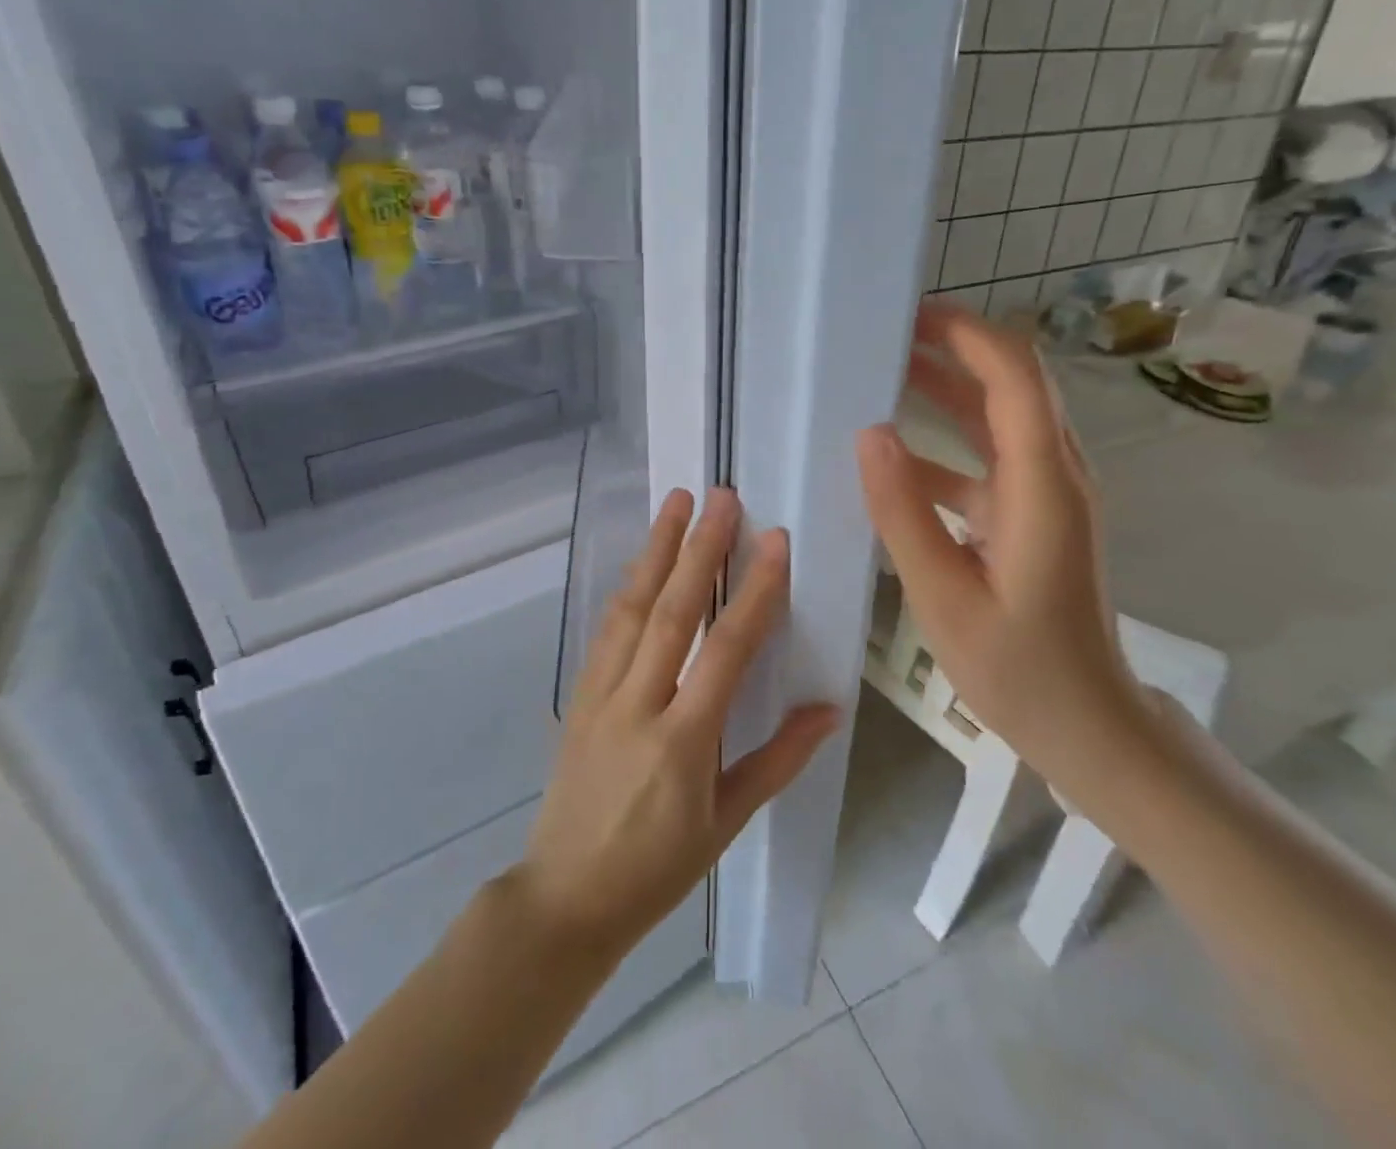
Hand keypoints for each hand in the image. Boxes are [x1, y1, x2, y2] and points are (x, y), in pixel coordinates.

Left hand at [515, 488, 839, 958]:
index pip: (725, 652)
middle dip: (699, 550)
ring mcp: (600, 696)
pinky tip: (641, 560)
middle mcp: (637, 706)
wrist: (565, 898)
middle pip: (672, 613)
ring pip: (631, 609)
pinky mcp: (577, 695)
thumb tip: (829, 708)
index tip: (773, 542)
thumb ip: (777, 760)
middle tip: (722, 497)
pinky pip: (607, 630)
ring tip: (677, 503)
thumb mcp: (726, 823)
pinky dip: (628, 588)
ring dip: (656, 551)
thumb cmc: (657, 869)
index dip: (753, 593)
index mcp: (682, 743)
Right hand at [855, 304, 1150, 802]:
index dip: (968, 335)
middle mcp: (1055, 476)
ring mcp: (1046, 497)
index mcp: (1043, 486)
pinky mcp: (1033, 518)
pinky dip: (943, 447)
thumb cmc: (1020, 671)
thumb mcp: (946, 598)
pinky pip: (987, 462)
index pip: (1015, 378)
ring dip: (946, 391)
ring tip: (880, 377)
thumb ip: (905, 514)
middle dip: (953, 349)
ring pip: (998, 420)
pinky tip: (893, 459)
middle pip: (1011, 385)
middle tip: (883, 336)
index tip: (910, 316)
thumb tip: (870, 433)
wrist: (1089, 726)